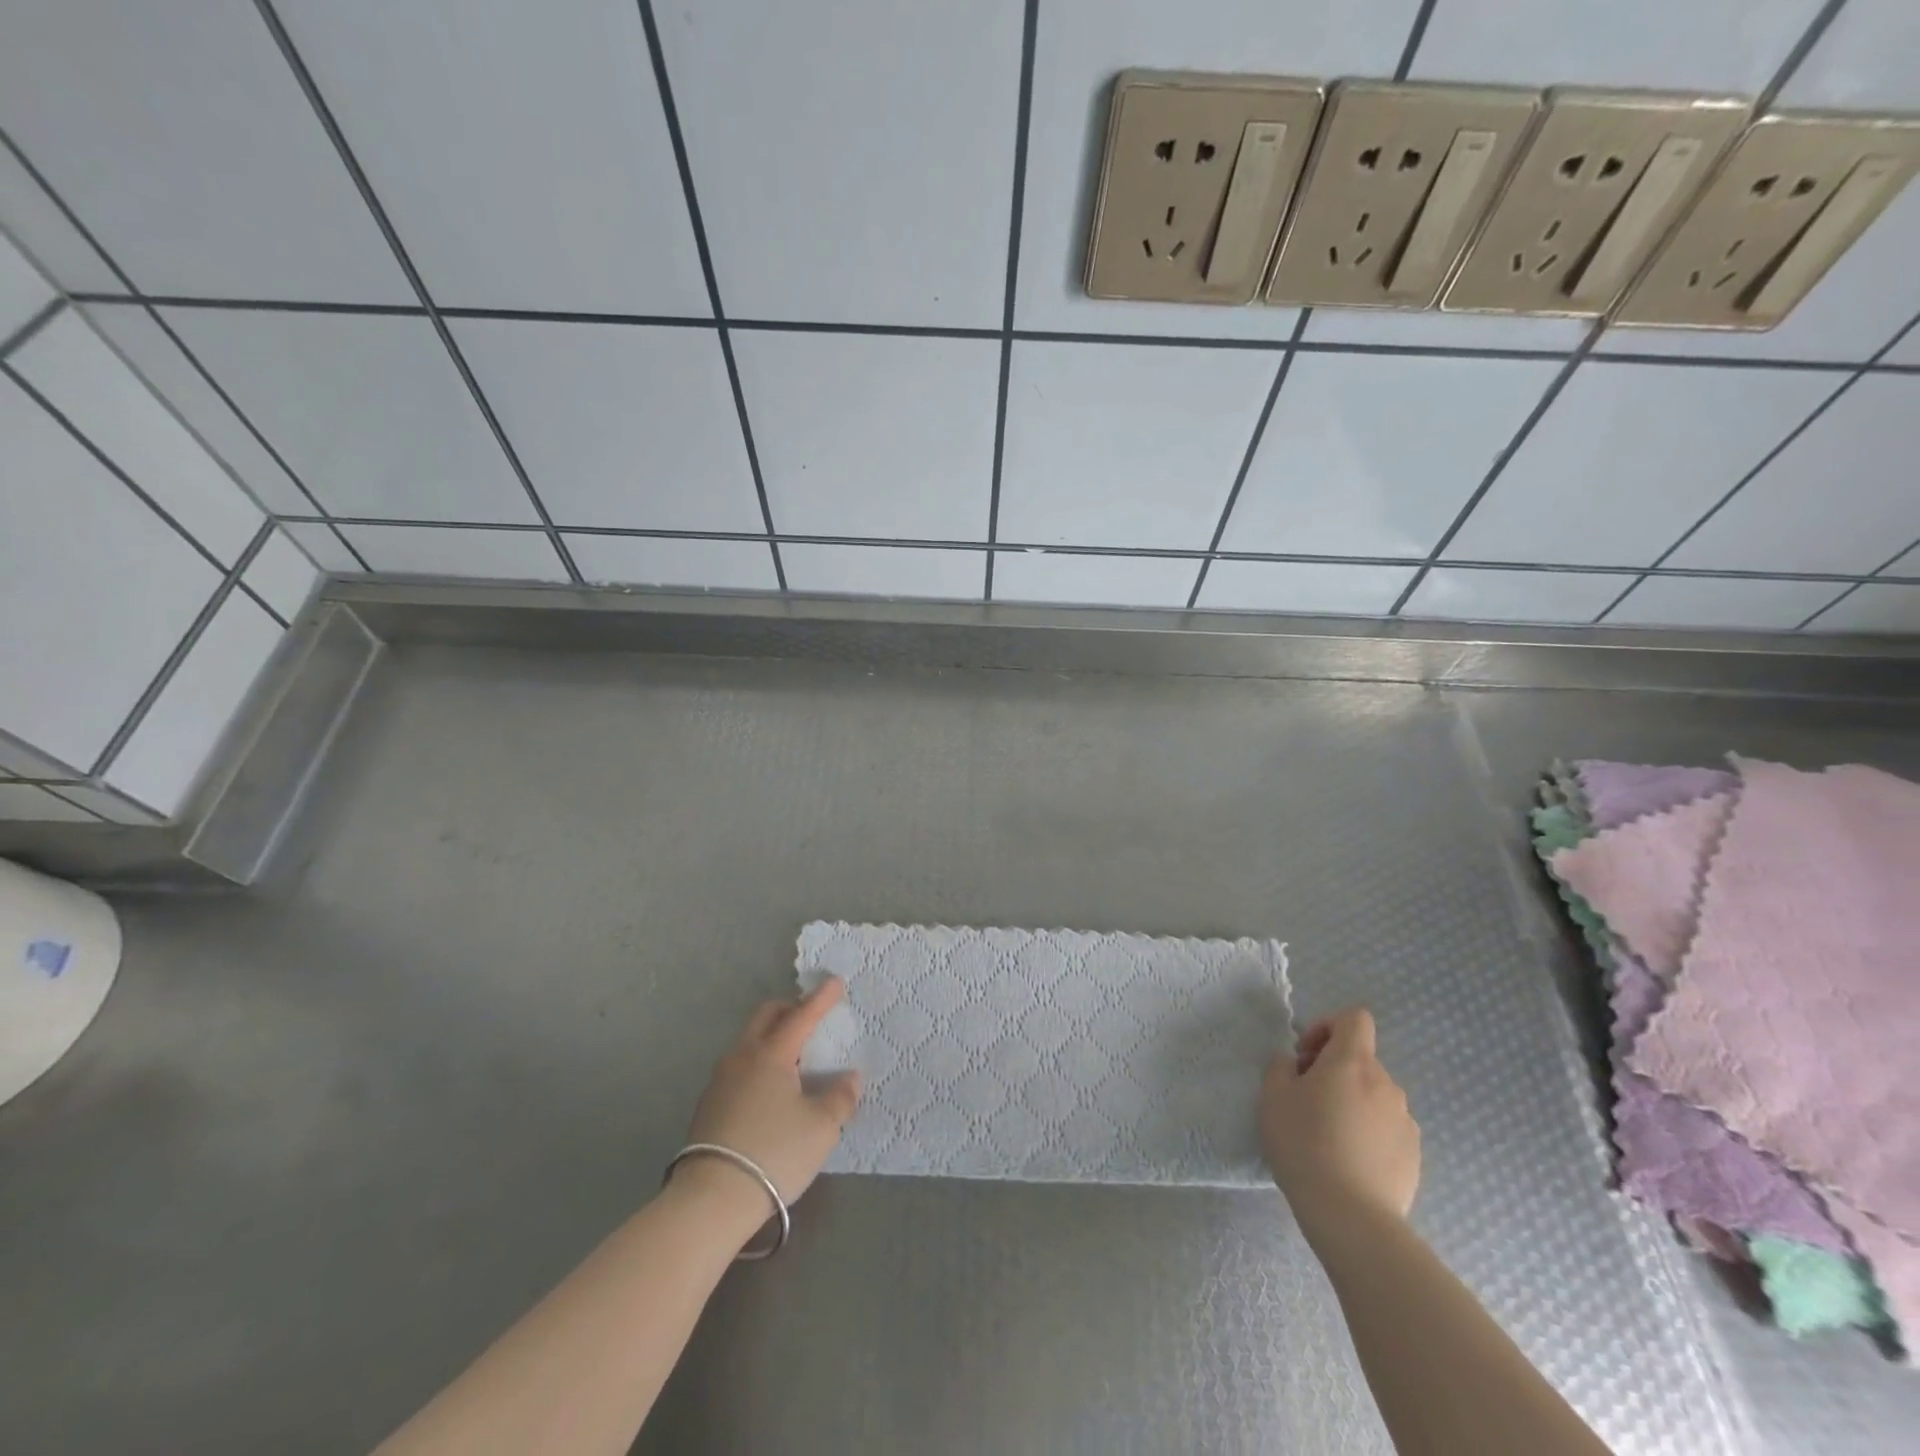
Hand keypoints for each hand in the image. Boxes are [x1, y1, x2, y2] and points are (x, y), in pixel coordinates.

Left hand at [678, 977, 861, 1208]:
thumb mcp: (821, 1128)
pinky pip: (740, 1064)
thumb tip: (849, 1077)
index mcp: (772, 1053)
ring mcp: (721, 1079)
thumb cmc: (775, 1153)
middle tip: (812, 1016)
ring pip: (750, 1040)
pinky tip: (771, 1086)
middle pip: (767, 1016)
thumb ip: (840, 1097)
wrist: (711, 1199)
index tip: (835, 981)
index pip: (802, 1016)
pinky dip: (760, 1060)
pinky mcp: (709, 1103)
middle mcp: (743, 1056)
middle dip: (791, 1008)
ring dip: (773, 1035)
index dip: (821, 999)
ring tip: (795, 1055)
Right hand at [1260, 1007, 1419, 1237]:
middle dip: (1333, 1070)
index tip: (1306, 1055)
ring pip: (1374, 1096)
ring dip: (1352, 1102)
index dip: (1328, 1026)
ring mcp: (1405, 1121)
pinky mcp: (1414, 1156)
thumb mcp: (1273, 1096)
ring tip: (1327, 1136)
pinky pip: (1386, 1128)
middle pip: (1361, 1060)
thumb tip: (1295, 1065)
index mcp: (1353, 1062)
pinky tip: (1348, 1161)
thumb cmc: (1305, 1144)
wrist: (1351, 1215)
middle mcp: (1387, 1084)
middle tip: (1306, 1100)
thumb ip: (1281, 1067)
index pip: (1355, 1019)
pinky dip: (1368, 1133)